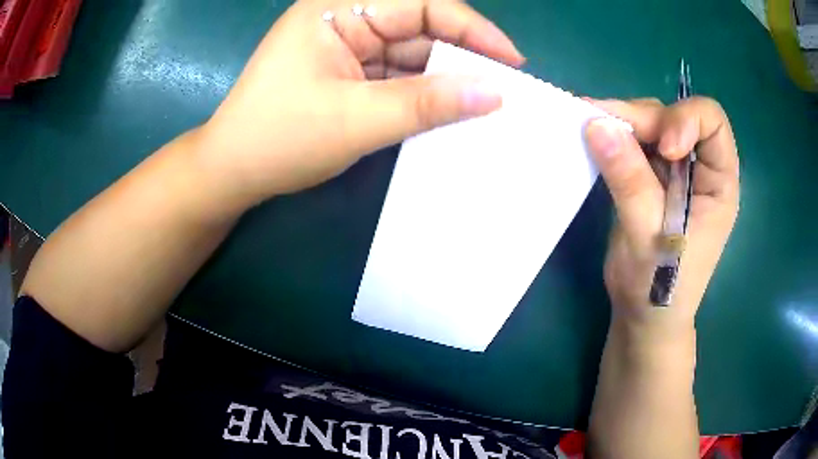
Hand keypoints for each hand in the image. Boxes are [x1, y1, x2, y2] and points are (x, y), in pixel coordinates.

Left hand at [195, 0, 522, 208]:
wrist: (232, 172)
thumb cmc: (279, 138)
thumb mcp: (356, 119)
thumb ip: (427, 103)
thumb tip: (493, 94)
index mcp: (338, 8)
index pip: (422, 3)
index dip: (472, 29)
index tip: (511, 61)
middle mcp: (343, 17)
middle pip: (419, 26)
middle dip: (461, 56)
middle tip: (503, 88)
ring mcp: (345, 45)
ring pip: (410, 52)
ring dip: (443, 77)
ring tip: (483, 104)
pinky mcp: (346, 71)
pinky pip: (395, 74)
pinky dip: (421, 92)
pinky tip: (447, 109)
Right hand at [584, 97, 739, 336]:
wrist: (644, 316)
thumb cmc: (659, 287)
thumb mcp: (648, 235)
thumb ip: (629, 179)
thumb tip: (597, 124)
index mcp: (719, 182)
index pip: (712, 122)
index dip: (685, 120)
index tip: (662, 147)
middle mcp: (699, 168)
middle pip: (674, 118)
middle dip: (641, 118)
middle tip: (600, 123)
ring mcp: (674, 171)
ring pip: (651, 125)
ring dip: (622, 122)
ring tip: (590, 125)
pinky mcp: (651, 177)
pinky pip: (634, 143)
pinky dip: (613, 137)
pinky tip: (594, 139)